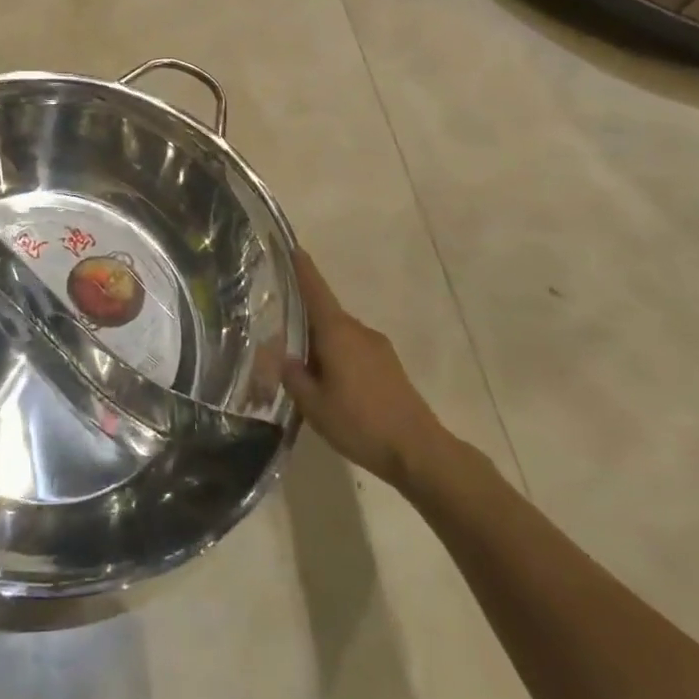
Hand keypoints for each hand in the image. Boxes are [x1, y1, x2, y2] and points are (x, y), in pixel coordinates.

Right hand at [283, 250, 448, 486]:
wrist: (419, 452)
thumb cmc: (360, 423)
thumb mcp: (313, 405)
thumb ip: (292, 376)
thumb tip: (282, 355)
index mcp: (337, 332)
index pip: (316, 291)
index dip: (303, 269)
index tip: (292, 247)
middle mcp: (358, 331)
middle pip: (325, 315)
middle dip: (303, 318)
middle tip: (278, 328)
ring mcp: (378, 348)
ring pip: (340, 336)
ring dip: (321, 343)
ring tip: (301, 365)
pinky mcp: (389, 367)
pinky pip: (354, 350)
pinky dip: (338, 357)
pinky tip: (330, 383)